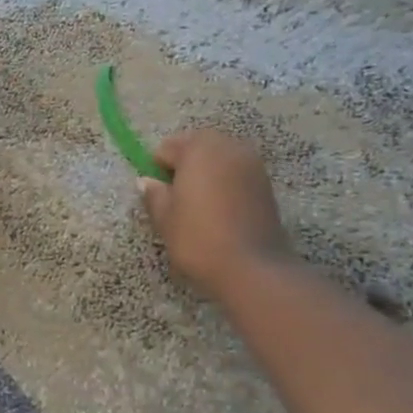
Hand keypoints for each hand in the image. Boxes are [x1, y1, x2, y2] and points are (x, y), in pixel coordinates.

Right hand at [138, 129, 291, 295]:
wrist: (252, 267)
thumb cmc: (198, 238)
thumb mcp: (165, 218)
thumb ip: (154, 194)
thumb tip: (147, 181)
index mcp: (198, 149)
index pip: (167, 147)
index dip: (158, 168)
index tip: (158, 192)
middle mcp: (228, 147)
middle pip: (197, 145)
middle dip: (184, 164)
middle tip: (176, 195)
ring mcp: (252, 164)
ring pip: (220, 157)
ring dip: (207, 171)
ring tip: (198, 202)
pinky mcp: (266, 184)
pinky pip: (237, 172)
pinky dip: (225, 182)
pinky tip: (219, 207)